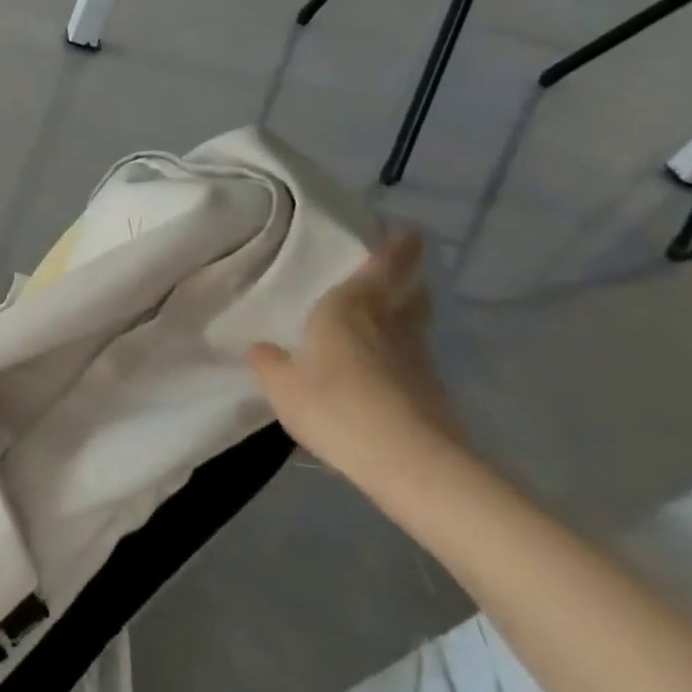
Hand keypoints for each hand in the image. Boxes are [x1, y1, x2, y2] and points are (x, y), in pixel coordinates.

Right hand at [247, 229, 463, 496]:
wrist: (411, 463)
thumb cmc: (336, 407)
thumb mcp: (282, 386)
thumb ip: (268, 362)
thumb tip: (261, 348)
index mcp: (350, 308)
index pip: (384, 264)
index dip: (398, 244)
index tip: (406, 229)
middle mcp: (389, 323)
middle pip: (410, 291)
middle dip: (407, 277)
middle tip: (394, 271)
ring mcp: (417, 357)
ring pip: (415, 323)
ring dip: (407, 313)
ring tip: (387, 315)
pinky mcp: (431, 390)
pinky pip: (413, 357)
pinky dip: (402, 352)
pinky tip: (383, 367)